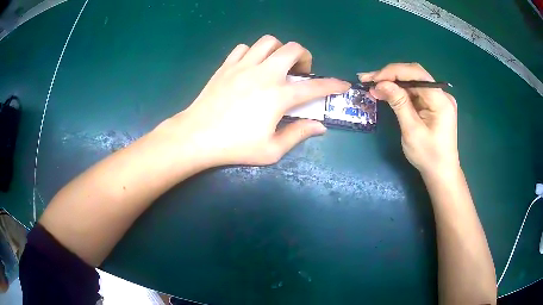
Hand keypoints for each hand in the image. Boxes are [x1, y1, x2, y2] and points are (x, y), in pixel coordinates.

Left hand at [164, 35, 349, 166]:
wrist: (197, 136)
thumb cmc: (234, 146)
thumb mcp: (271, 150)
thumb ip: (298, 134)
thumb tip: (319, 126)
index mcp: (279, 96)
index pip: (315, 87)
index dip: (333, 85)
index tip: (343, 84)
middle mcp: (264, 73)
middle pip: (293, 48)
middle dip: (304, 57)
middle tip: (300, 72)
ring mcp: (243, 66)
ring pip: (268, 41)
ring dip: (279, 50)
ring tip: (276, 65)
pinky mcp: (226, 65)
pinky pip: (244, 48)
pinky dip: (253, 53)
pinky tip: (251, 67)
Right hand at [358, 63, 458, 175]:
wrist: (441, 173)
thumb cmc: (428, 156)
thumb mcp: (411, 131)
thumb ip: (398, 103)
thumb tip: (380, 84)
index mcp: (441, 100)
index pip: (416, 74)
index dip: (393, 72)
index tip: (372, 79)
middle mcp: (442, 94)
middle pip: (414, 74)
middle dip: (390, 75)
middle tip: (368, 80)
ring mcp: (439, 99)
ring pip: (413, 82)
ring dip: (393, 82)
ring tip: (373, 86)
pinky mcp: (434, 104)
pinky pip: (416, 91)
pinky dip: (401, 91)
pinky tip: (388, 93)